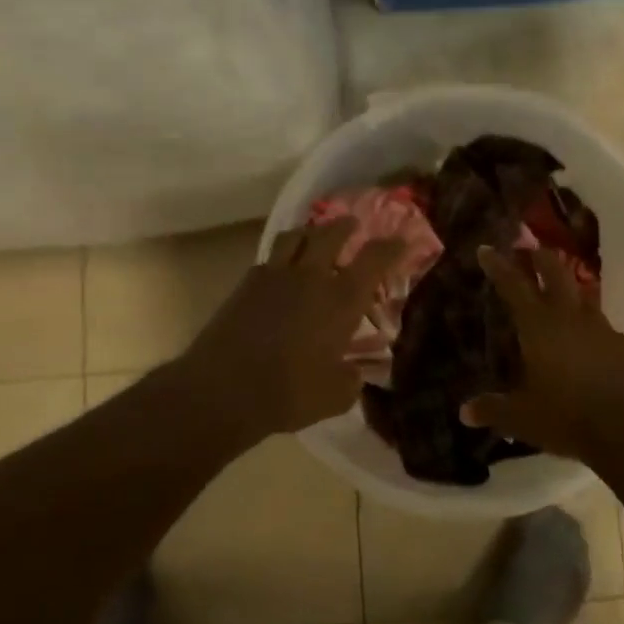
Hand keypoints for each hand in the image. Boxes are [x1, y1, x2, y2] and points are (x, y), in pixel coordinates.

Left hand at [175, 218, 403, 440]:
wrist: (222, 390)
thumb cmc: (289, 393)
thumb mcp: (336, 396)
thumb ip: (351, 379)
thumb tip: (354, 371)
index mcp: (341, 300)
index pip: (374, 259)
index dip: (391, 247)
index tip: (402, 241)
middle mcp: (311, 278)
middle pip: (331, 234)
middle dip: (346, 227)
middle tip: (353, 226)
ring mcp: (275, 276)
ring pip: (296, 236)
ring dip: (311, 232)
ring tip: (315, 237)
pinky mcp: (246, 284)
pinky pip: (269, 259)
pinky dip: (282, 258)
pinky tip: (282, 272)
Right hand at [461, 244, 623, 459]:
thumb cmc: (566, 417)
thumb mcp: (521, 417)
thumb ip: (492, 409)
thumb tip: (464, 412)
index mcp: (540, 325)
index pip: (514, 285)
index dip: (498, 265)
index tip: (486, 249)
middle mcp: (571, 317)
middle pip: (556, 272)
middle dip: (540, 258)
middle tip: (529, 252)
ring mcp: (602, 329)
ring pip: (582, 296)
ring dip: (567, 289)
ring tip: (557, 295)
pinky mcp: (623, 346)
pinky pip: (601, 326)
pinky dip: (587, 325)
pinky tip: (585, 341)